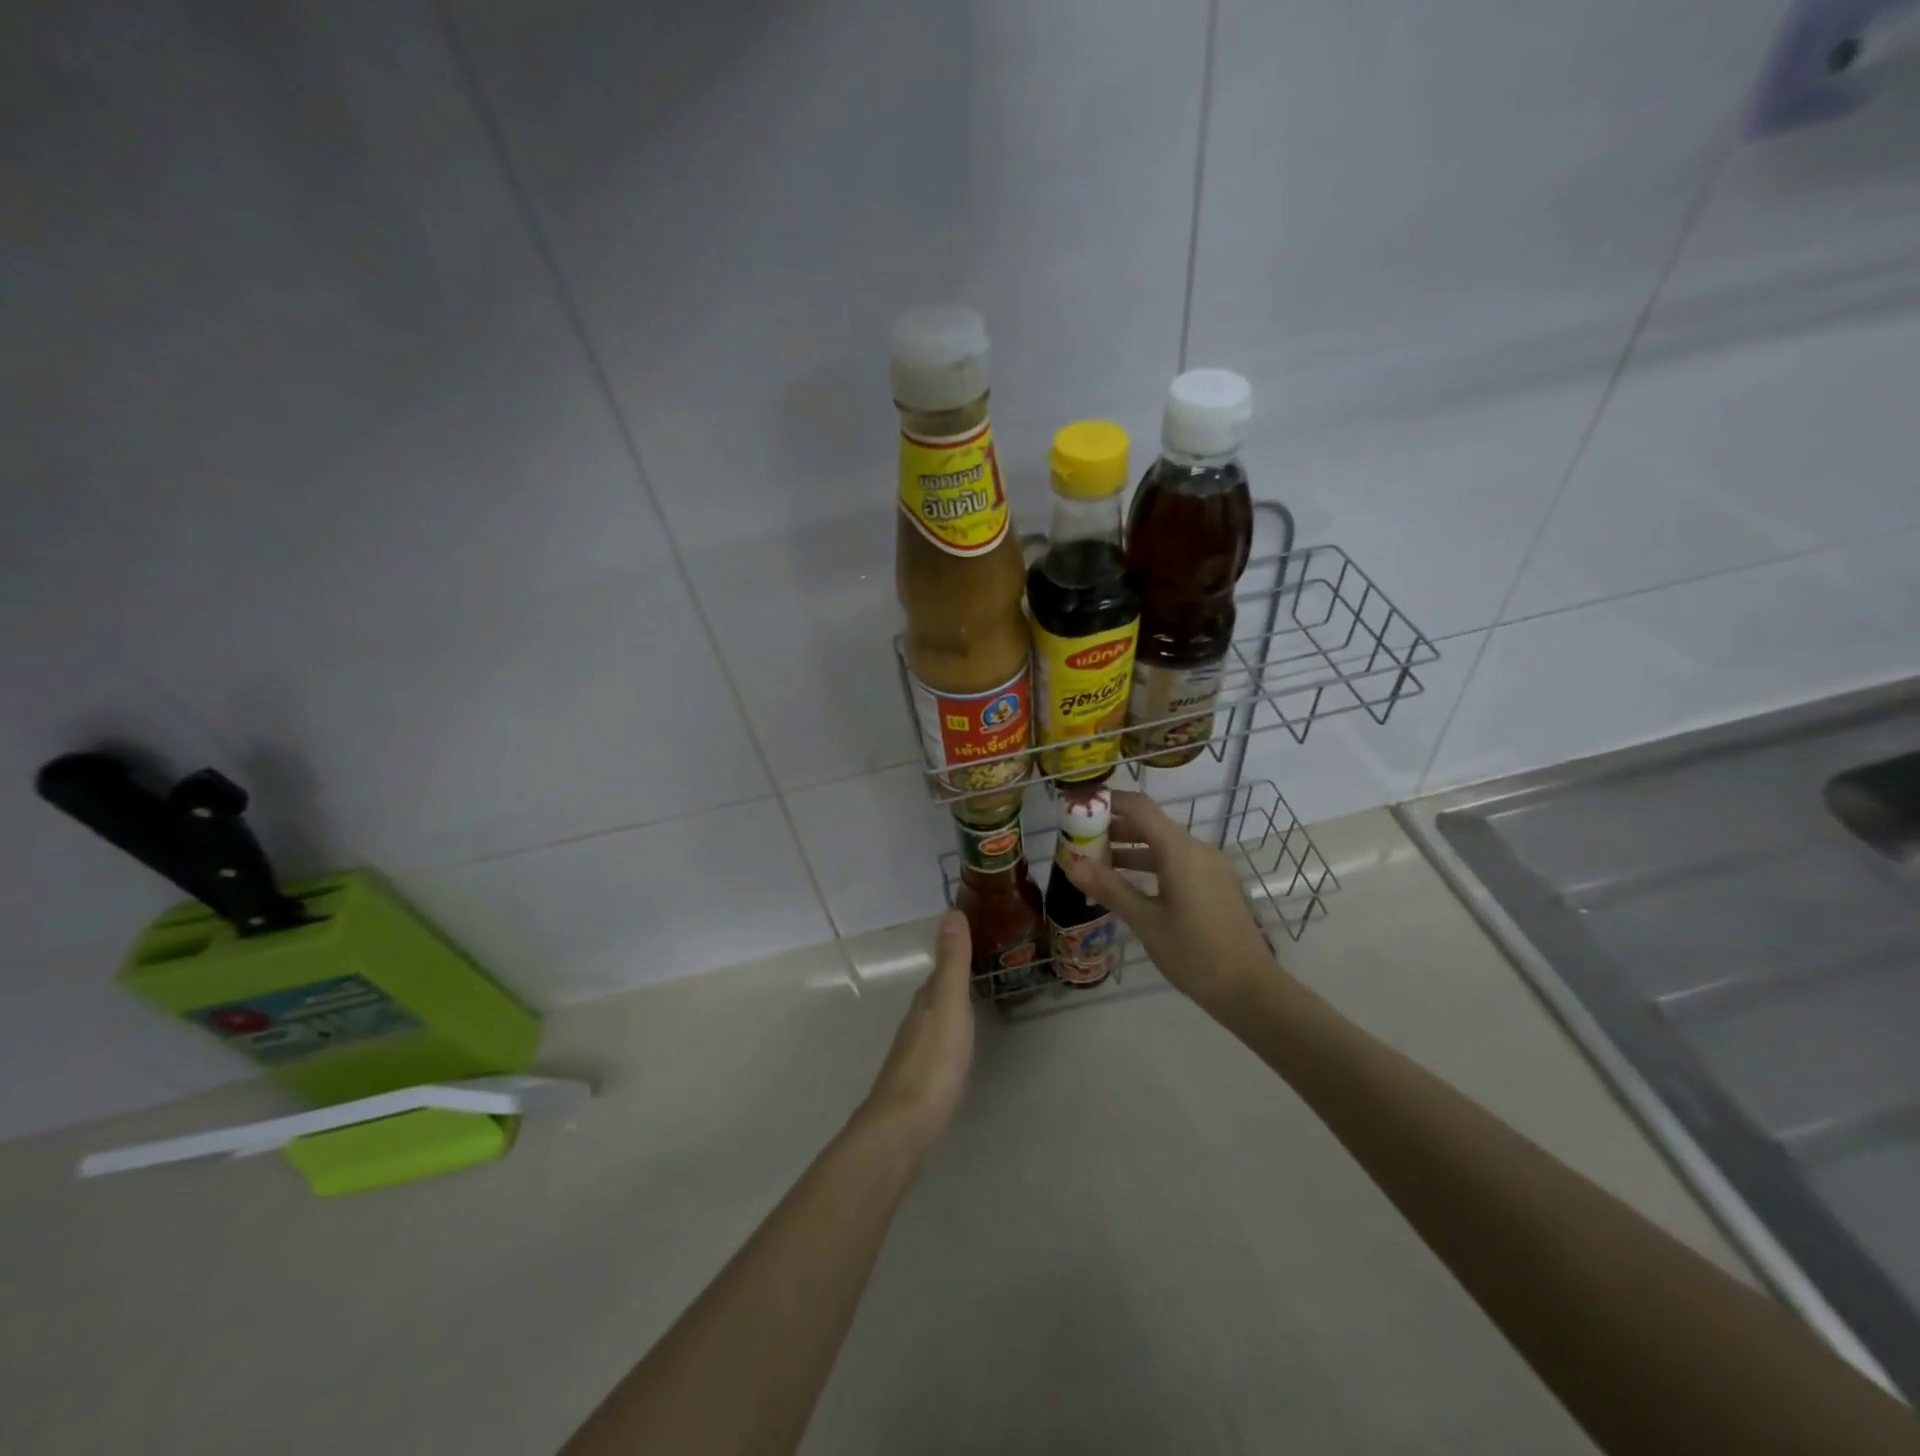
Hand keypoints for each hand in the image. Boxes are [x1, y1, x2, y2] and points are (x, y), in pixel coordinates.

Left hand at [859, 911, 974, 1152]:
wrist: (904, 1125)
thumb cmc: (934, 1060)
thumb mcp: (950, 1004)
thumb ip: (952, 962)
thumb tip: (951, 911)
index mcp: (925, 1001)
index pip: (940, 971)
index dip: (954, 956)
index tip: (973, 941)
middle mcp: (916, 1022)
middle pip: (935, 994)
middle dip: (952, 982)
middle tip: (979, 970)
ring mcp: (914, 1053)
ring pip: (934, 1020)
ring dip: (949, 1010)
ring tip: (971, 1004)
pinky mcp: (918, 1082)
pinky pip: (936, 1046)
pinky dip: (948, 1037)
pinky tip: (955, 1049)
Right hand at [1063, 789, 1280, 1012]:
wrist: (1251, 991)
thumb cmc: (1195, 954)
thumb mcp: (1146, 922)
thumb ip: (1109, 888)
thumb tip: (1071, 863)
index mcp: (1181, 851)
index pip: (1139, 807)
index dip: (1107, 802)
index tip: (1077, 809)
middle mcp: (1198, 849)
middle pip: (1150, 824)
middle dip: (1113, 828)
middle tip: (1078, 841)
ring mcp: (1210, 867)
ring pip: (1163, 844)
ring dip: (1129, 848)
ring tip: (1095, 863)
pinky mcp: (1215, 884)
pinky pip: (1177, 861)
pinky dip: (1149, 864)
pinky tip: (1128, 884)